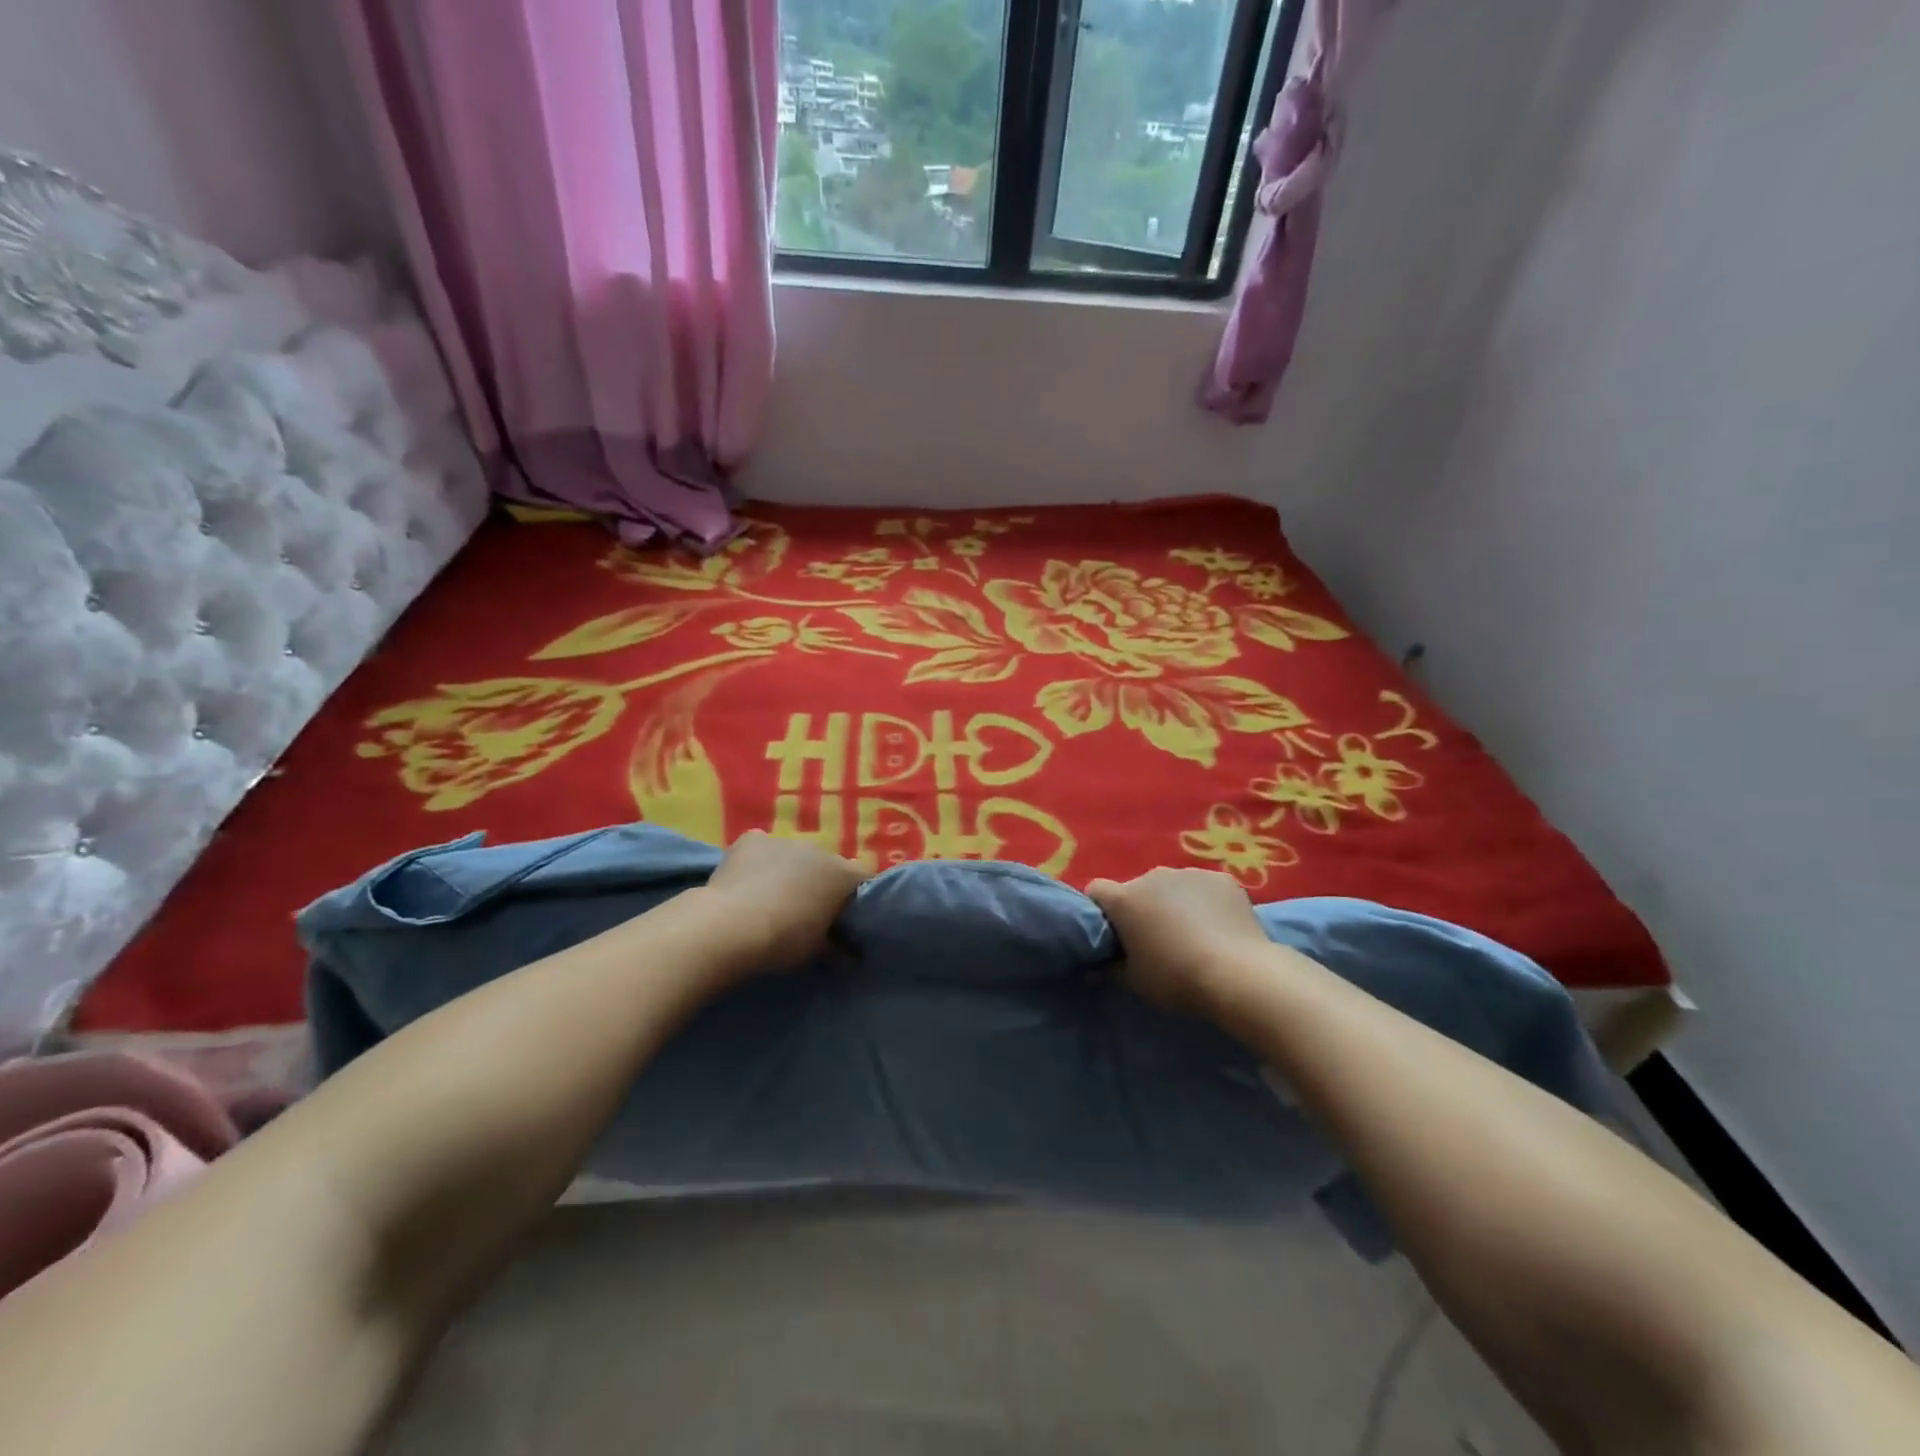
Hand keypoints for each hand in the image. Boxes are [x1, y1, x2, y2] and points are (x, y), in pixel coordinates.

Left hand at [704, 830, 870, 973]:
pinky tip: (746, 883)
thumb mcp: (817, 952)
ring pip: (793, 856)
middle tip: (806, 913)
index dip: (856, 897)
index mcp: (842, 874)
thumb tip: (850, 957)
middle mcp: (818, 850)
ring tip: (770, 900)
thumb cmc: (783, 941)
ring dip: (789, 872)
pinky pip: (762, 848)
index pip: (864, 877)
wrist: (730, 927)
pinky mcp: (752, 840)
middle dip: (820, 884)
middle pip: (827, 865)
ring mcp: (784, 841)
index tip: (846, 919)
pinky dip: (758, 862)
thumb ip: (837, 948)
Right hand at [1086, 868, 1273, 1016]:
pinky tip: (1218, 927)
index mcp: (1124, 899)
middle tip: (1156, 940)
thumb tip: (1098, 965)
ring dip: (1173, 903)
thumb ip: (1110, 967)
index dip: (1101, 910)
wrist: (1238, 974)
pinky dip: (1205, 902)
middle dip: (1142, 908)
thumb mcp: (1134, 981)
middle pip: (1137, 888)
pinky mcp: (1221, 879)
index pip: (1096, 891)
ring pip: (1172, 886)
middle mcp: (1152, 876)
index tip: (1113, 933)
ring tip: (1192, 934)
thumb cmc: (1176, 979)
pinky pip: (1204, 888)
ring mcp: (1189, 873)